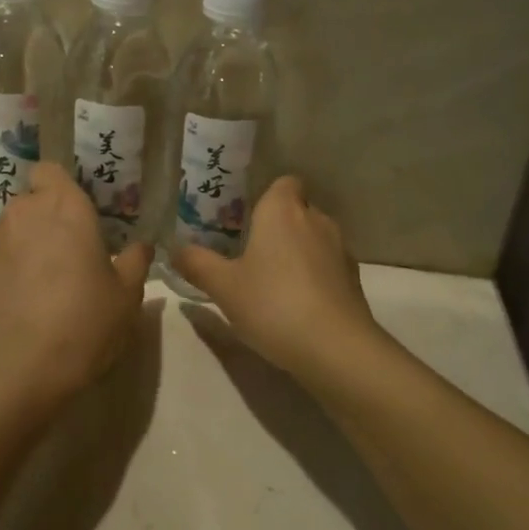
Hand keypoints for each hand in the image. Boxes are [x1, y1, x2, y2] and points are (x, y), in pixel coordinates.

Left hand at [0, 162, 152, 407]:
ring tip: (39, 284)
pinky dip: (3, 272)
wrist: (19, 368)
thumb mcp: (127, 295)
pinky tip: (18, 305)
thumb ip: (134, 262)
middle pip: (30, 202)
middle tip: (66, 256)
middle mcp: (22, 213)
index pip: (50, 171)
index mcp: (64, 206)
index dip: (60, 188)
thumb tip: (141, 246)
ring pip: (9, 231)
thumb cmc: (84, 321)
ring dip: (23, 246)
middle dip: (44, 221)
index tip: (75, 215)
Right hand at [172, 176, 382, 378]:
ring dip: (297, 252)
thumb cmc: (273, 304)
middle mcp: (316, 219)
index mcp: (282, 210)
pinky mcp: (354, 277)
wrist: (335, 347)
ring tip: (273, 282)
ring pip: (314, 238)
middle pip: (298, 210)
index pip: (284, 182)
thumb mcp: (224, 287)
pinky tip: (298, 303)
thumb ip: (197, 264)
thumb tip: (175, 249)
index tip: (247, 220)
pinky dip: (315, 275)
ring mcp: (340, 248)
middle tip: (251, 253)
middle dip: (278, 226)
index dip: (268, 197)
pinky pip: (328, 264)